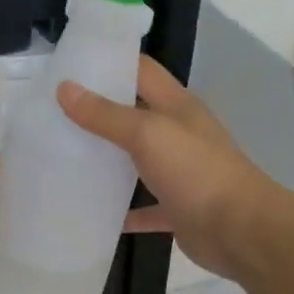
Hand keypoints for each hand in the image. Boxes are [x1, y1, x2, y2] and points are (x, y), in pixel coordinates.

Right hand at [58, 56, 275, 277]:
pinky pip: (143, 206)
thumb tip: (64, 88)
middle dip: (98, 112)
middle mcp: (178, 133)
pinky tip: (91, 211)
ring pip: (136, 160)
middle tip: (53, 112)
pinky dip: (121, 209)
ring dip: (107, 160)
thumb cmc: (195, 171)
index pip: (141, 70)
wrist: (240, 231)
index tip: (69, 64)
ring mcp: (179, 171)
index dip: (109, 62)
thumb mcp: (148, 134)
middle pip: (134, 113)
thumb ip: (106, 114)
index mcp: (176, 105)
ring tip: (62, 156)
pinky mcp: (177, 207)